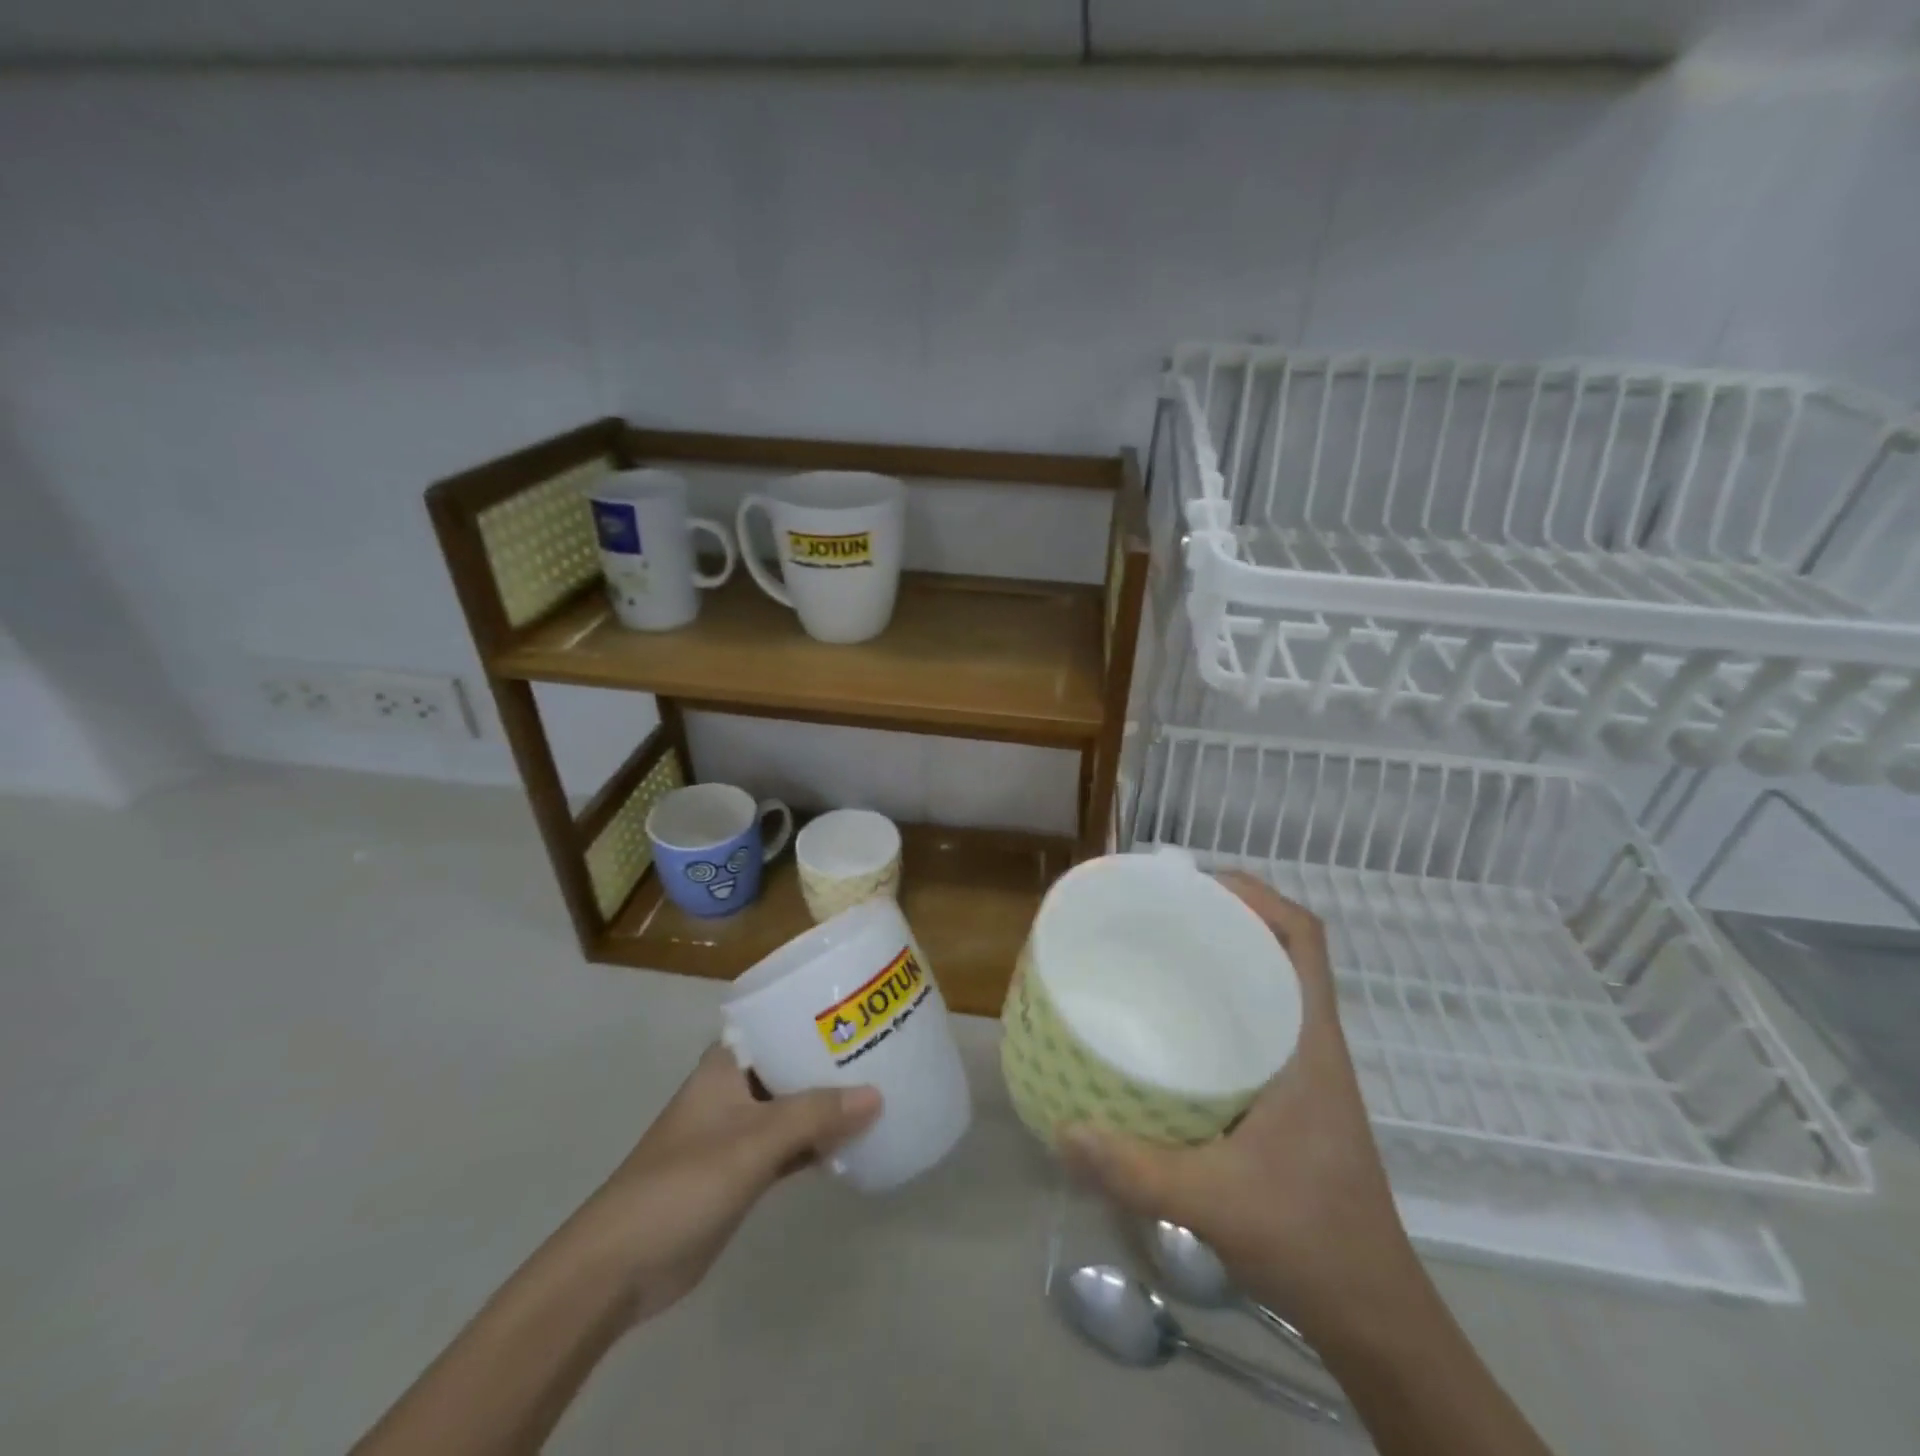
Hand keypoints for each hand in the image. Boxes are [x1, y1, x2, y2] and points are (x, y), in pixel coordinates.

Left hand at [582, 1045, 881, 1322]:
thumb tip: (877, 1094)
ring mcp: (737, 1133)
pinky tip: (855, 1141)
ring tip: (882, 1089)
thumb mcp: (753, 1142)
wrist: (620, 1267)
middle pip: (791, 1065)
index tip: (862, 1009)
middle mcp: (734, 1091)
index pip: (778, 1023)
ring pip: (794, 1107)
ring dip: (829, 1104)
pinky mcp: (742, 1171)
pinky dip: (818, 1142)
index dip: (818, 1015)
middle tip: (885, 1048)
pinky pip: (791, 1145)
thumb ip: (814, 1115)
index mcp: (727, 1066)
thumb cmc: (683, 1183)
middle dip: (833, 1061)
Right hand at [1058, 874, 1418, 1342]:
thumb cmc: (1311, 1241)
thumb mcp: (1214, 1203)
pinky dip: (1221, 1006)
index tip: (1195, 884)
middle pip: (1280, 948)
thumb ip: (1134, 1169)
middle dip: (1225, 917)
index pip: (1304, 938)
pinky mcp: (1291, 1095)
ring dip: (1224, 959)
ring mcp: (1304, 1068)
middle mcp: (1311, 1042)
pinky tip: (1173, 1028)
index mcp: (1309, 1042)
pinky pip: (1257, 1024)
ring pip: (1268, 985)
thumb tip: (1063, 1130)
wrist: (1374, 1315)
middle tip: (1157, 913)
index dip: (1258, 896)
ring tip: (1157, 953)